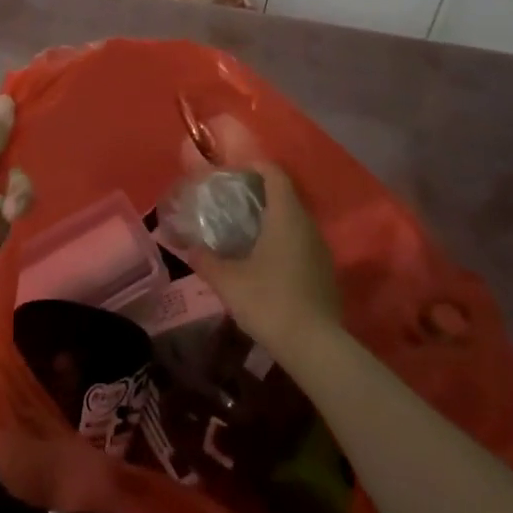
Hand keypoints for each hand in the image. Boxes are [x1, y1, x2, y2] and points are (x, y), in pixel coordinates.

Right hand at [179, 118, 340, 356]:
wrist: (315, 346)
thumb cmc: (269, 301)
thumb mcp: (227, 281)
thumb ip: (205, 259)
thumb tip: (188, 246)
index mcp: (285, 216)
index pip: (274, 173)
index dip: (253, 166)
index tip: (231, 174)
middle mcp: (307, 224)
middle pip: (285, 194)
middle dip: (258, 193)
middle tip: (230, 203)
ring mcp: (321, 248)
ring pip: (294, 220)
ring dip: (271, 219)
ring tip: (244, 232)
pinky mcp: (325, 271)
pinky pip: (301, 242)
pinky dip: (283, 241)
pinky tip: (264, 262)